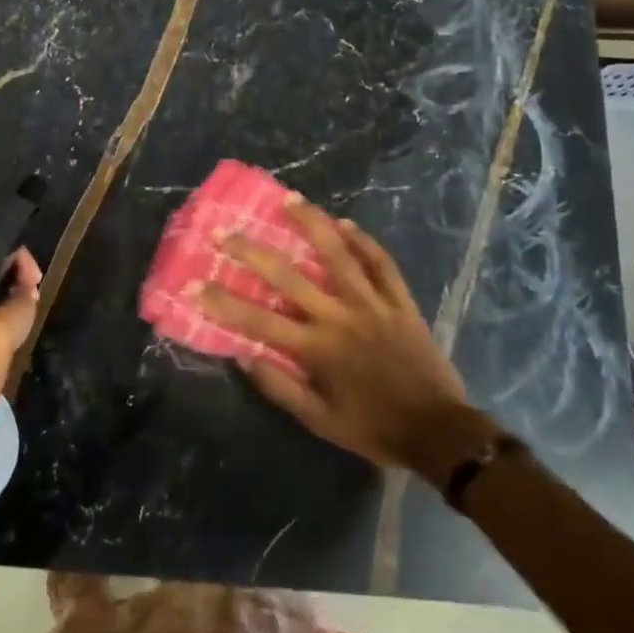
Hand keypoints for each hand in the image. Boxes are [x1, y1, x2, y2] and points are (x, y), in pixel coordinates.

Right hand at [195, 197, 469, 467]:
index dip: (223, 302)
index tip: (195, 285)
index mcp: (317, 349)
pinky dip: (364, 241)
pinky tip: (345, 223)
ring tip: (289, 199)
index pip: (259, 320)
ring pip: (339, 255)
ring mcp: (374, 305)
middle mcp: (341, 317)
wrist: (439, 433)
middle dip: (252, 252)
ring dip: (312, 224)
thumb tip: (243, 356)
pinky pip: (382, 264)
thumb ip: (280, 387)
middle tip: (225, 230)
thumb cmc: (373, 428)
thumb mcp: (319, 421)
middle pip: (290, 276)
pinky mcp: (401, 302)